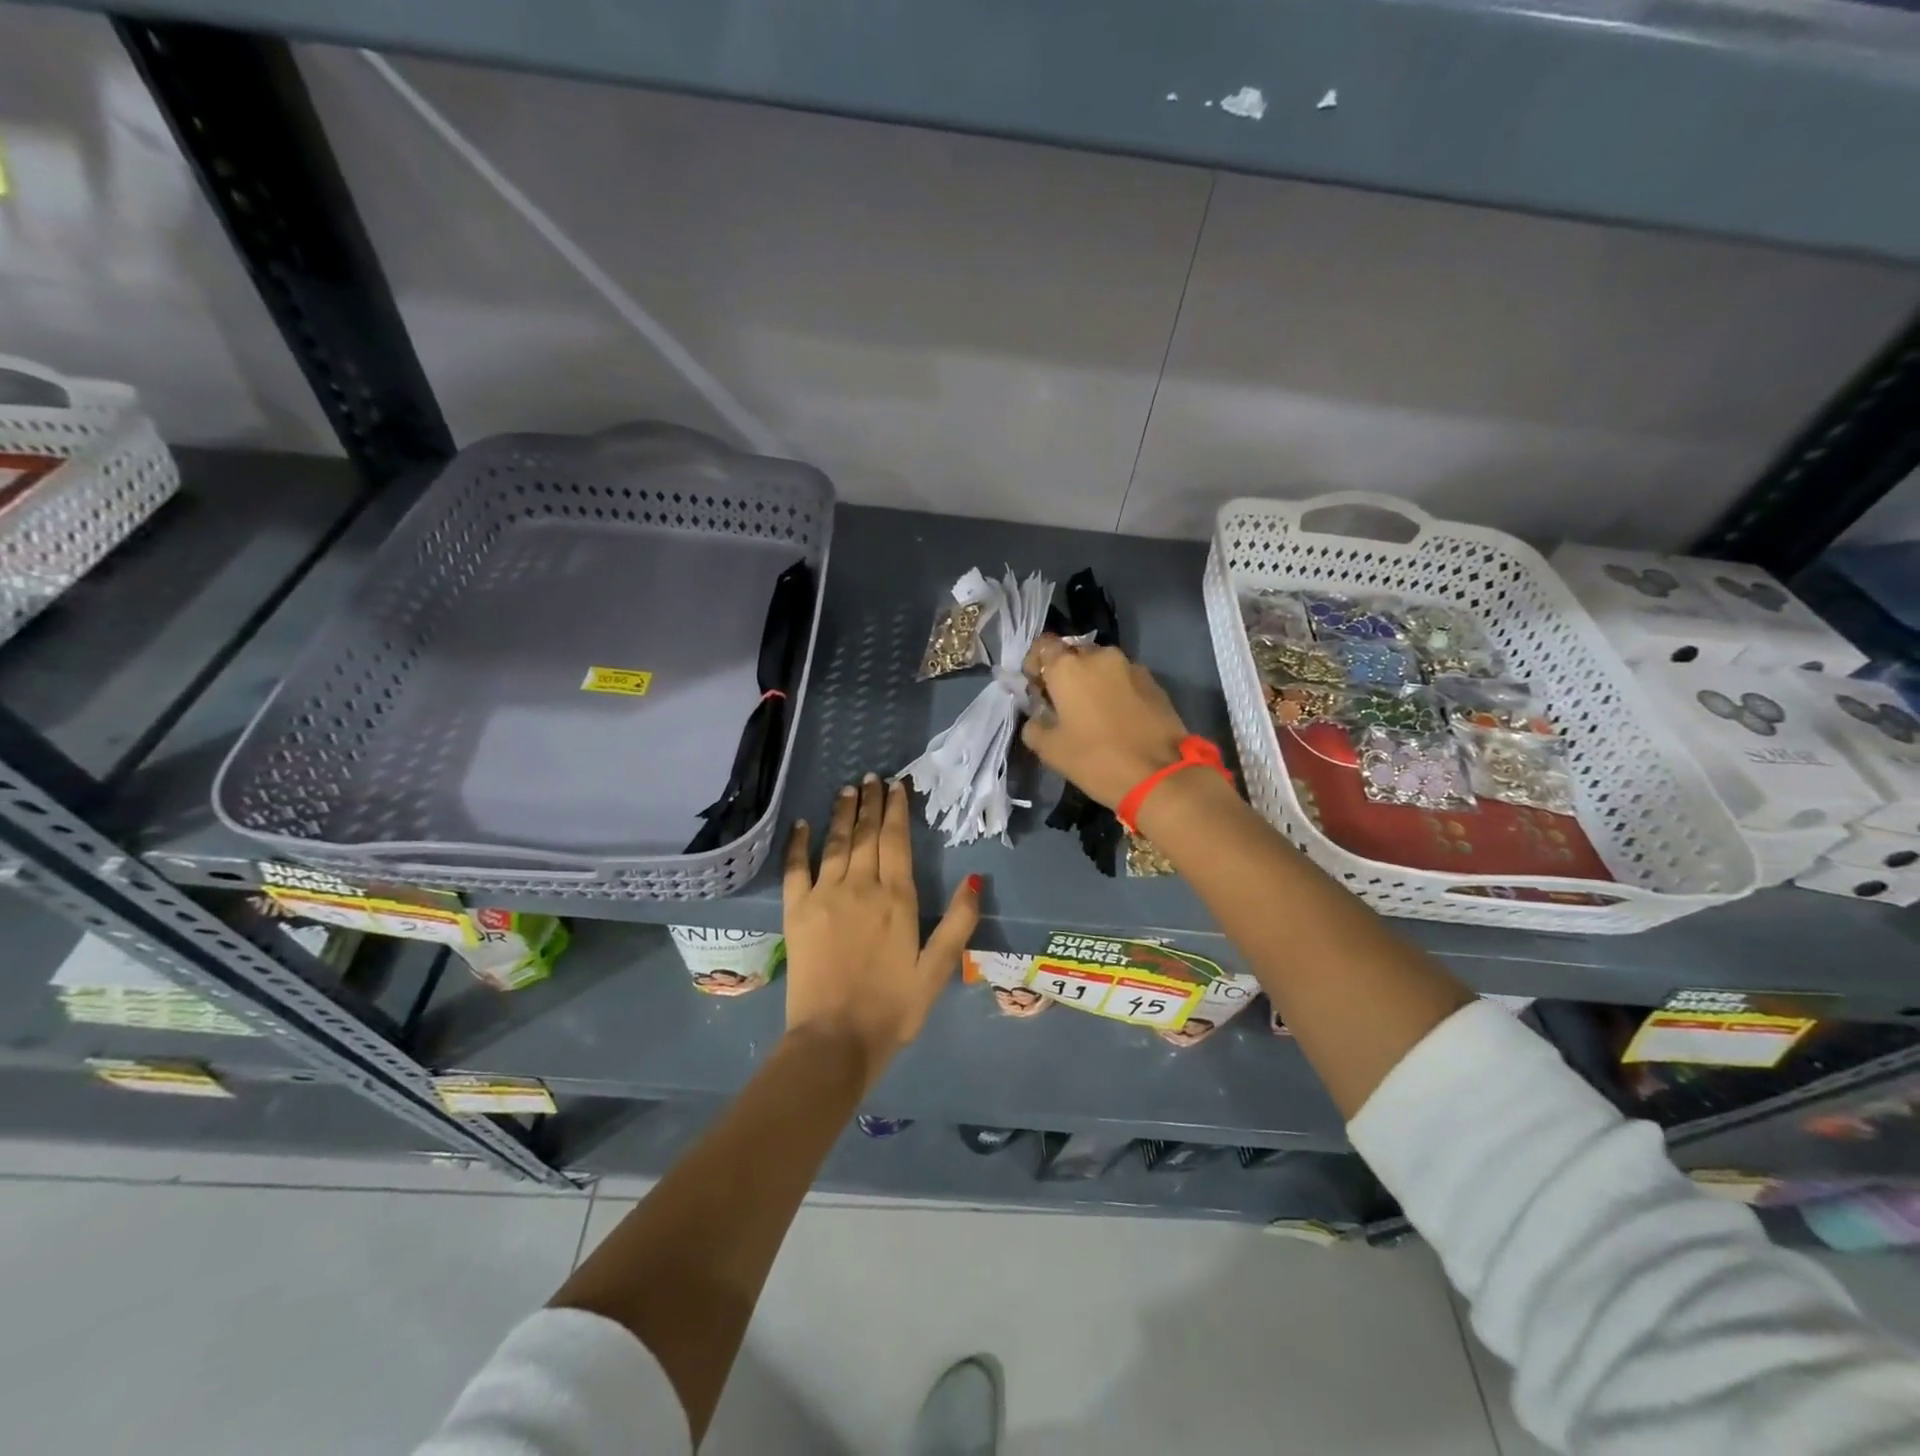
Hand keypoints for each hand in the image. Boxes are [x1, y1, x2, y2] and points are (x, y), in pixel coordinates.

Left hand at [781, 774, 980, 1089]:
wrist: (835, 1040)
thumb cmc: (893, 1008)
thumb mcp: (937, 970)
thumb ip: (958, 923)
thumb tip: (974, 878)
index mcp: (896, 899)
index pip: (896, 841)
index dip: (896, 809)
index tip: (896, 785)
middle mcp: (860, 887)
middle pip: (867, 834)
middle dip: (872, 803)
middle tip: (872, 777)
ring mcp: (824, 896)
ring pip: (835, 843)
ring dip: (843, 814)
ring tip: (848, 790)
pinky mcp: (796, 912)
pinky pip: (795, 868)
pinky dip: (799, 843)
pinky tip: (803, 824)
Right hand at [1020, 636, 1190, 807]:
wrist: (1159, 776)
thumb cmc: (1095, 759)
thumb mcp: (1049, 750)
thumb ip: (1034, 725)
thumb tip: (1038, 716)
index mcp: (1068, 667)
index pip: (1043, 646)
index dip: (1036, 664)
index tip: (1037, 688)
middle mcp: (1099, 656)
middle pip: (1074, 654)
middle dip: (1065, 673)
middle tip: (1063, 702)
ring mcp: (1131, 666)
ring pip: (1102, 666)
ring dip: (1092, 681)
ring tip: (1092, 711)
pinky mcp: (1154, 682)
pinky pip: (1124, 678)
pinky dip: (1115, 690)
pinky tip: (1117, 717)